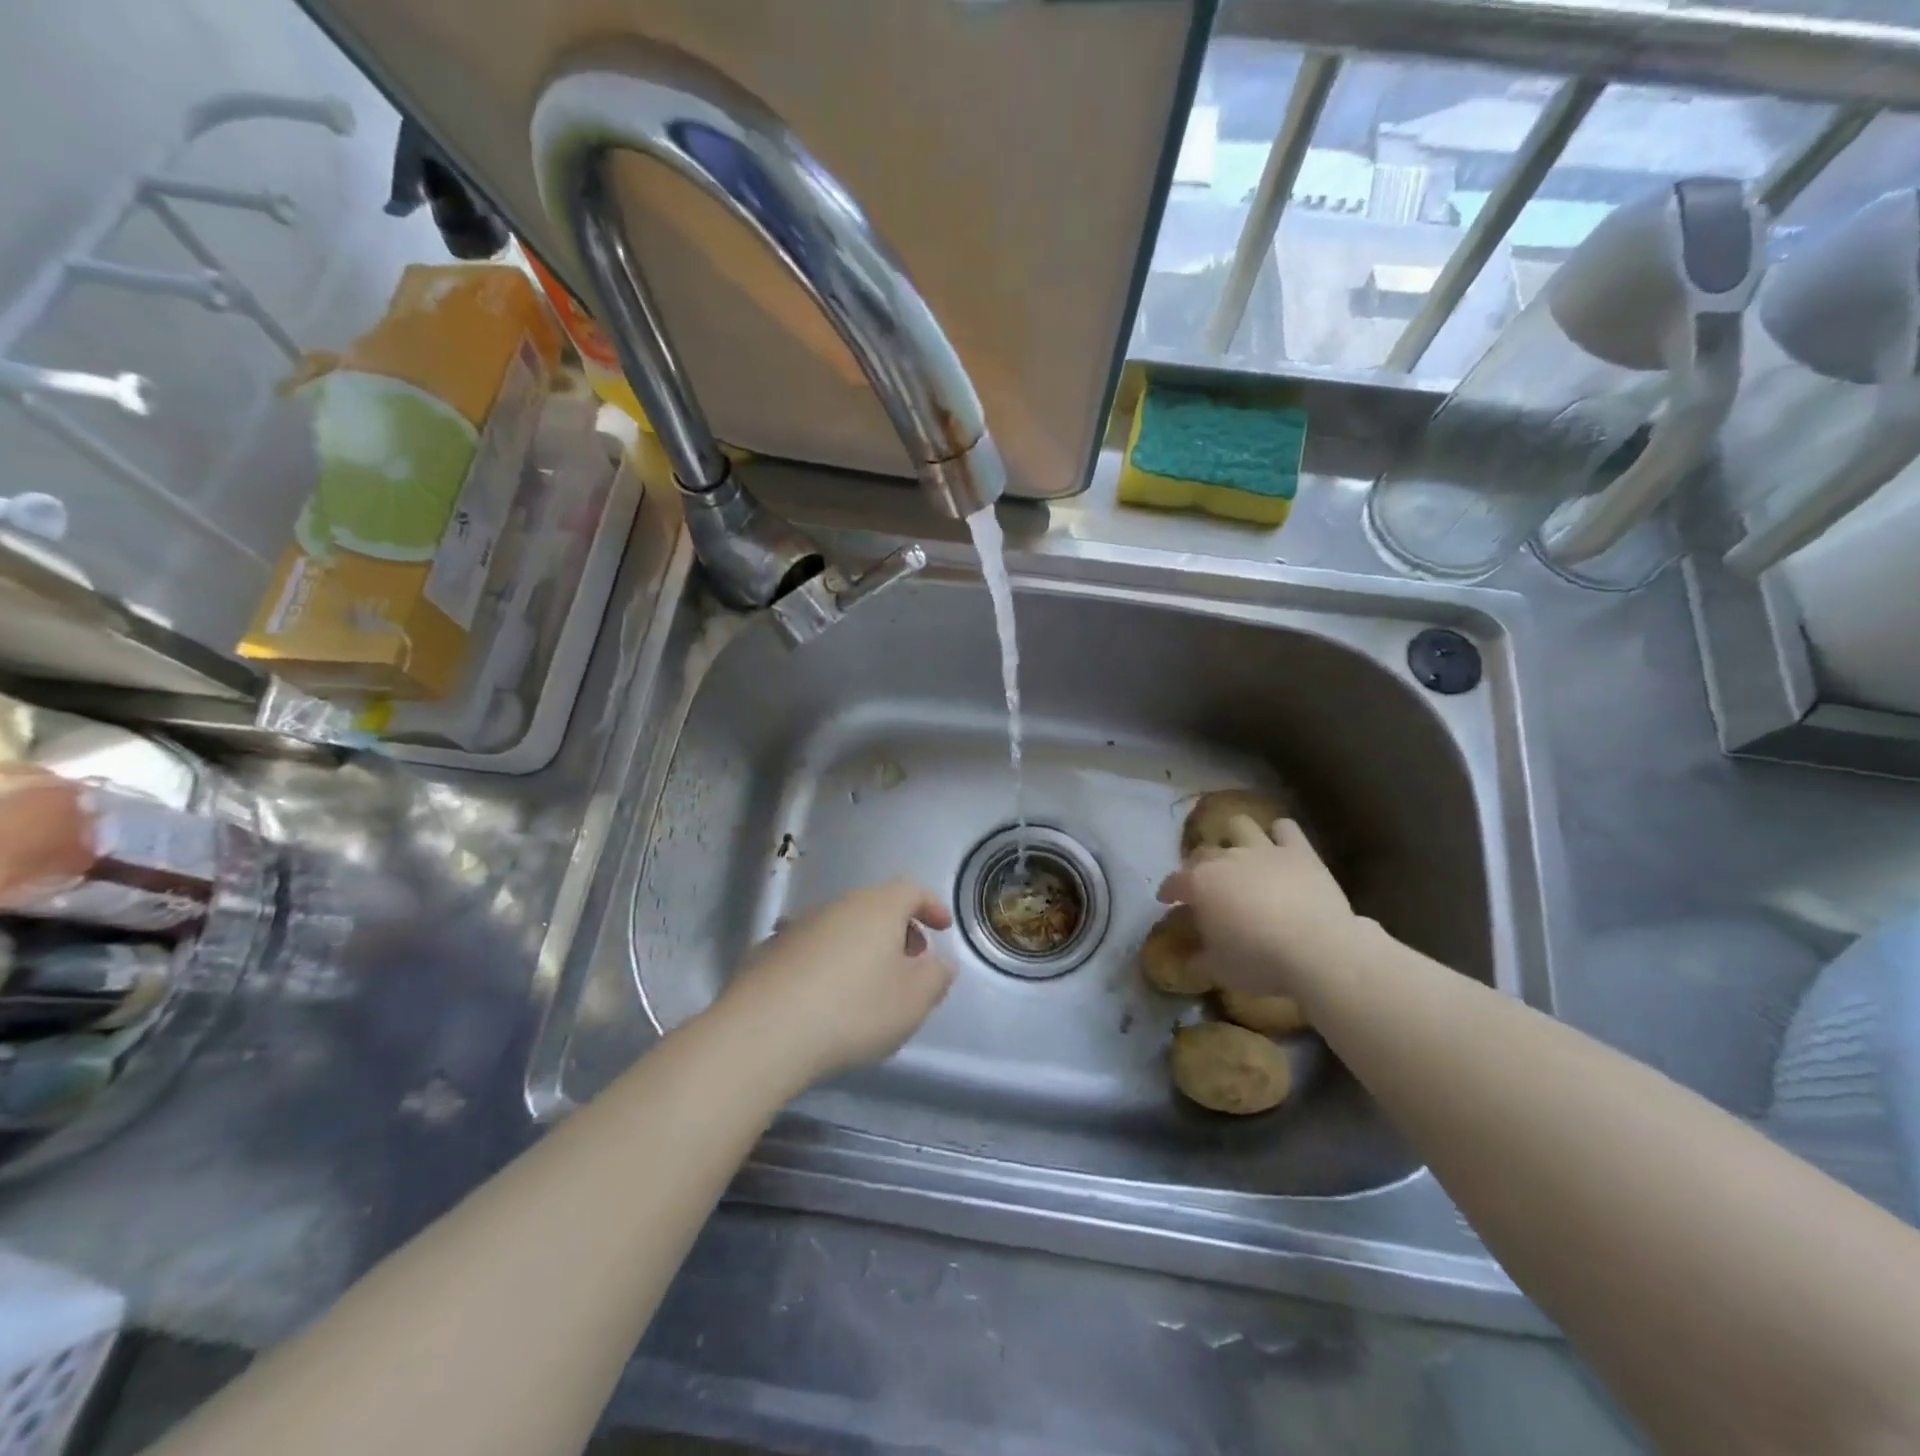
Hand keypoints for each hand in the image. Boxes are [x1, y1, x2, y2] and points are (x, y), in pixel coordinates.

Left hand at [717, 878, 956, 1084]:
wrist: (763, 1032)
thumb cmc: (852, 1011)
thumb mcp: (912, 1002)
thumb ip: (936, 978)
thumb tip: (940, 963)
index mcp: (877, 908)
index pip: (911, 890)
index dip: (931, 905)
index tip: (942, 928)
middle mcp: (837, 906)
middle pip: (875, 906)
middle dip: (898, 929)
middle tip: (909, 961)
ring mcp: (798, 926)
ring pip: (842, 926)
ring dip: (861, 946)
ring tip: (868, 984)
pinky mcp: (769, 951)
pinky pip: (812, 948)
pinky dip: (827, 962)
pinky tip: (824, 997)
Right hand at [1156, 815, 1363, 996]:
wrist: (1318, 950)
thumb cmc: (1259, 961)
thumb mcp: (1219, 970)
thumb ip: (1198, 960)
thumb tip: (1189, 960)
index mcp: (1200, 884)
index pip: (1174, 881)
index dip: (1168, 890)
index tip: (1167, 900)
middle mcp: (1226, 859)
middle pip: (1202, 854)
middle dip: (1198, 867)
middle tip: (1204, 886)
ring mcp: (1263, 850)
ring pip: (1240, 826)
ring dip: (1234, 836)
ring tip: (1238, 854)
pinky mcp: (1299, 852)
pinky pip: (1286, 829)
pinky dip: (1280, 835)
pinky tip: (1280, 846)